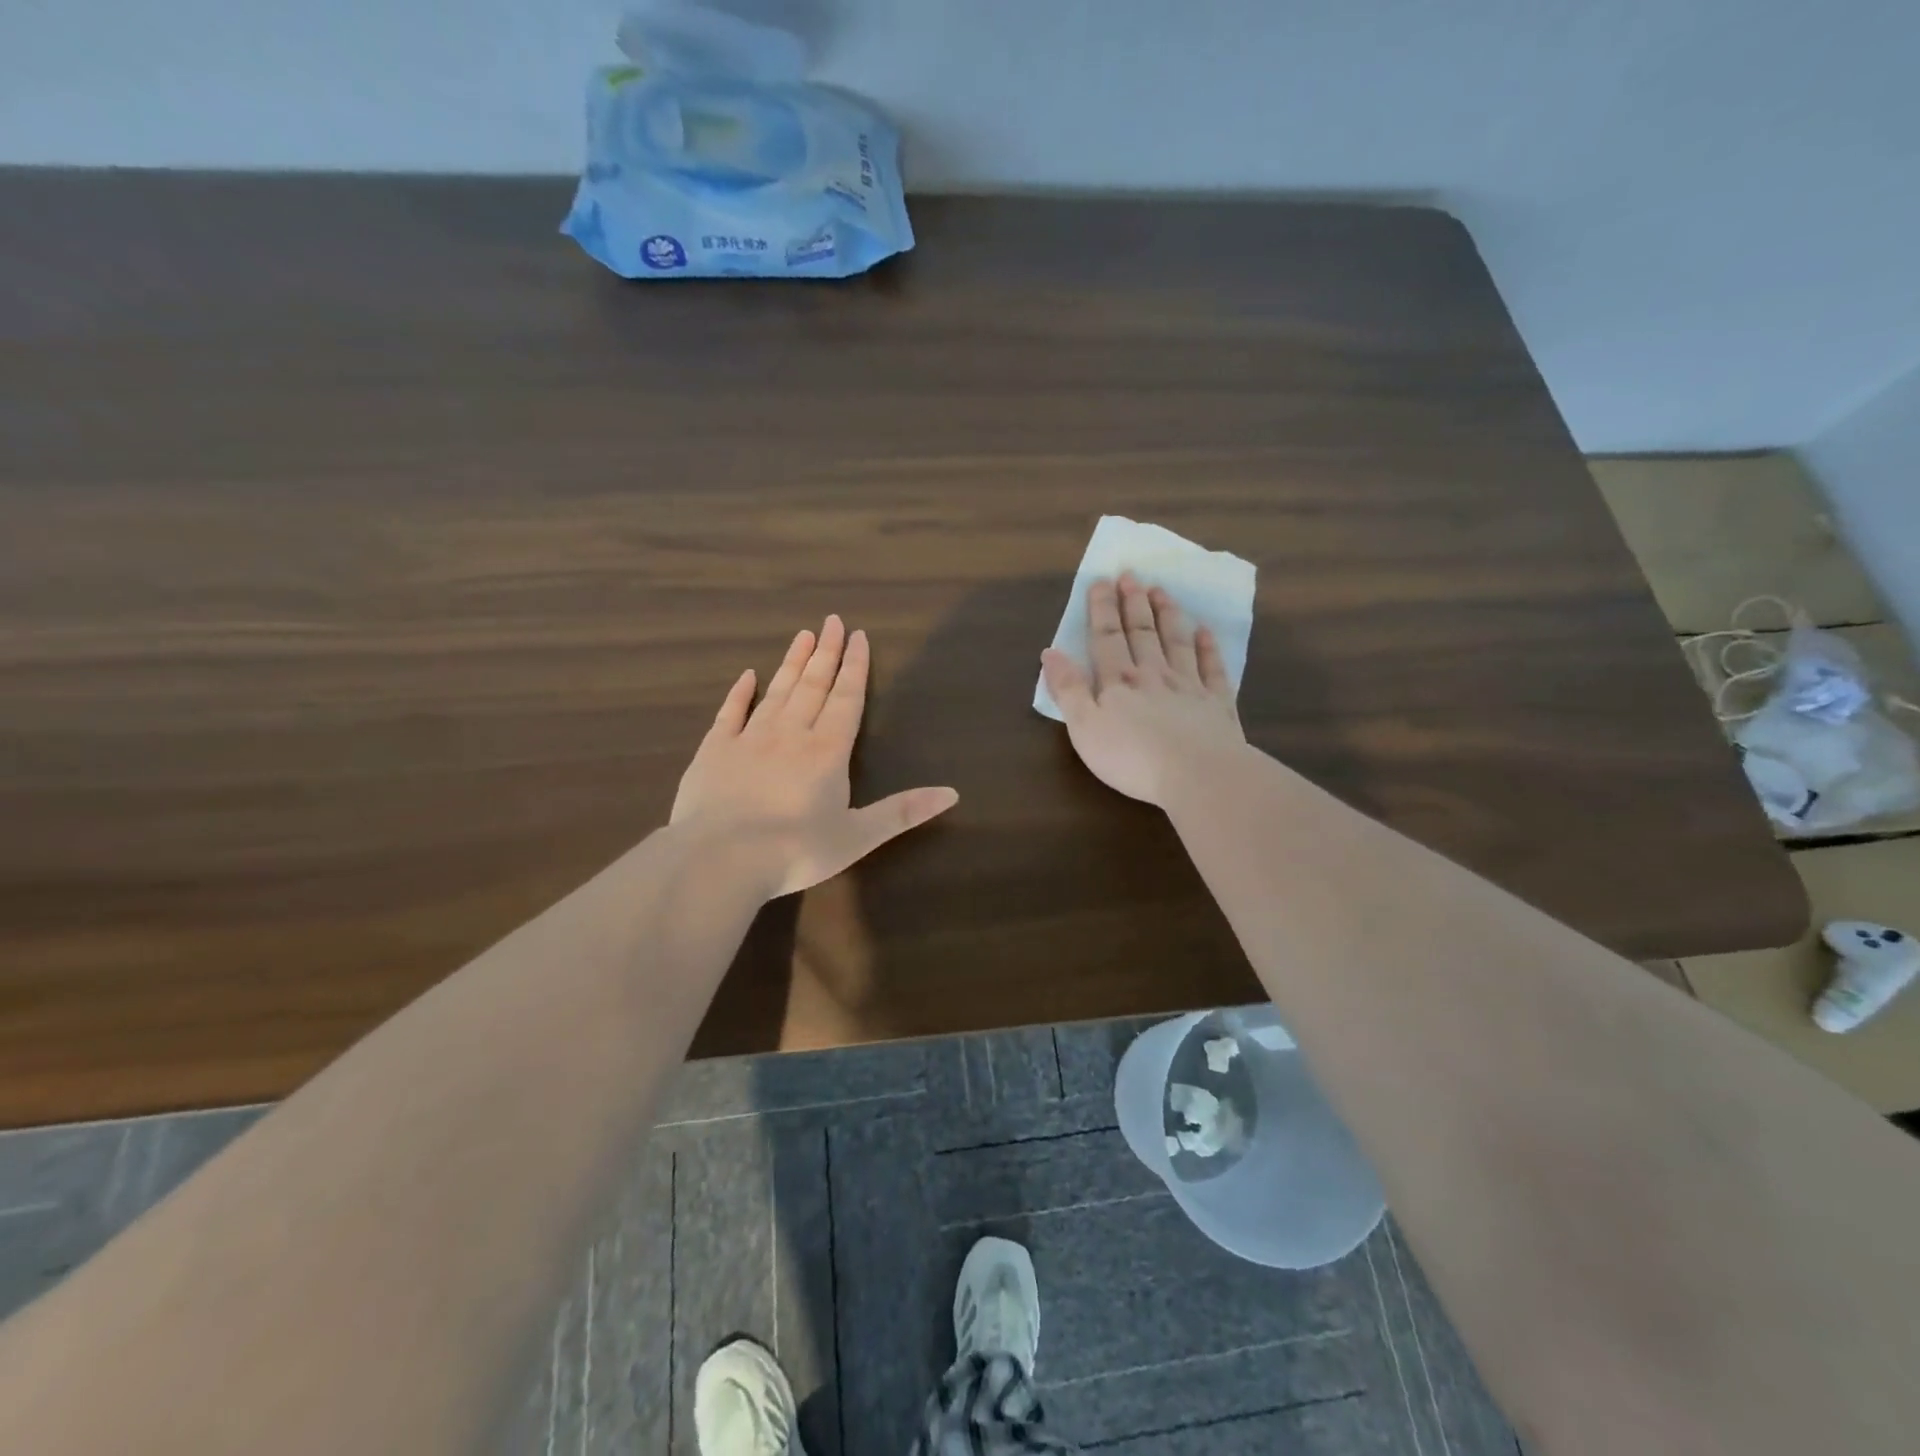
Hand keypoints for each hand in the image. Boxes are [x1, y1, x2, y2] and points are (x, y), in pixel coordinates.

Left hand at [672, 615, 958, 898]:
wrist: (719, 860)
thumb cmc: (795, 851)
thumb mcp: (858, 837)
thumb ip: (903, 812)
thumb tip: (953, 792)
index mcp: (827, 752)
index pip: (846, 699)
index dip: (855, 667)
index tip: (858, 635)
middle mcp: (791, 734)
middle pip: (813, 686)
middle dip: (826, 653)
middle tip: (833, 621)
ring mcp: (749, 739)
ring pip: (776, 692)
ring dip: (792, 663)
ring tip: (803, 635)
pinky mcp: (714, 751)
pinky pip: (729, 713)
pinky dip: (740, 692)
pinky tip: (748, 675)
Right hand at [1041, 574, 1246, 806]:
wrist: (1197, 775)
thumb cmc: (1131, 757)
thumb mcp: (1084, 727)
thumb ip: (1067, 689)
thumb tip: (1050, 652)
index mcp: (1118, 682)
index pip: (1106, 638)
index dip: (1101, 609)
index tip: (1101, 581)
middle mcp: (1153, 675)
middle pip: (1141, 633)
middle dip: (1133, 603)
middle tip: (1131, 575)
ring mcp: (1189, 686)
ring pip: (1176, 642)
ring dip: (1167, 615)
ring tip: (1161, 591)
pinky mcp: (1217, 704)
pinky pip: (1212, 669)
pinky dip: (1208, 648)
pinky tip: (1205, 631)